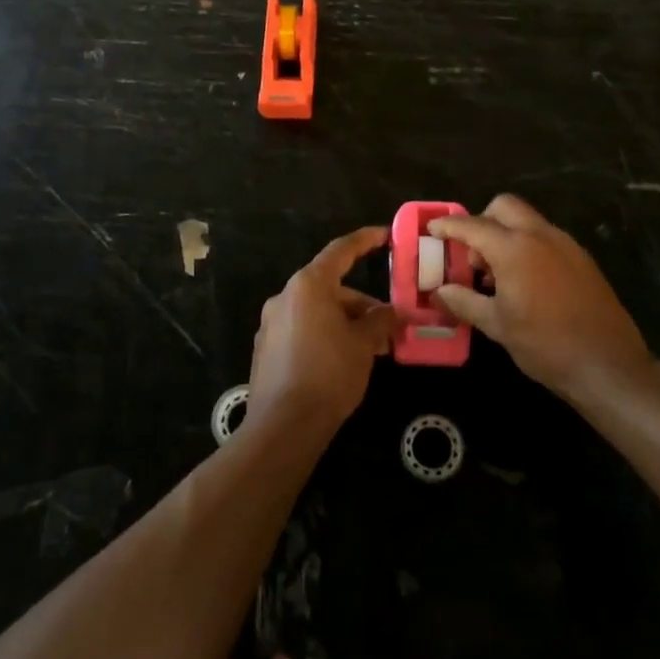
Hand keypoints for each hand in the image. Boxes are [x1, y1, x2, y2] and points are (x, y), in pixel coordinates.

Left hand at [249, 226, 395, 432]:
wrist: (284, 424)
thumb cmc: (330, 373)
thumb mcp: (364, 344)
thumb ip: (380, 320)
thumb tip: (393, 312)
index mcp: (308, 285)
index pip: (341, 251)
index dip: (365, 240)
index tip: (384, 234)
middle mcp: (285, 296)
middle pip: (330, 287)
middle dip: (361, 304)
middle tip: (388, 325)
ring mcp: (271, 323)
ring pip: (317, 311)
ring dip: (345, 322)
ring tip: (372, 349)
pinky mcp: (266, 348)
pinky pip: (302, 330)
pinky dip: (325, 335)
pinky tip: (344, 361)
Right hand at [429, 195, 651, 398]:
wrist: (608, 365)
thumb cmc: (545, 345)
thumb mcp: (497, 325)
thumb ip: (464, 301)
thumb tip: (439, 291)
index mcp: (515, 249)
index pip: (473, 225)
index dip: (449, 226)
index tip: (432, 230)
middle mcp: (541, 236)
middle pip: (505, 207)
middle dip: (483, 221)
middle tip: (473, 255)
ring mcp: (566, 245)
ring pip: (528, 221)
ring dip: (506, 234)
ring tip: (497, 275)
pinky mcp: (582, 259)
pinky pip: (547, 238)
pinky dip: (528, 246)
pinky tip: (525, 282)